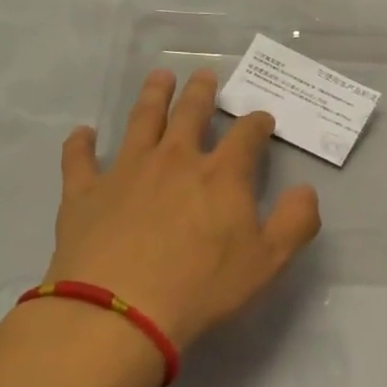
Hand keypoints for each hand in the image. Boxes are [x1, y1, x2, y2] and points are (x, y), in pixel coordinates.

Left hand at [44, 68, 320, 351]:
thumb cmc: (201, 288)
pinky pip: (80, 158)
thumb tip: (306, 190)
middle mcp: (175, 159)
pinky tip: (83, 133)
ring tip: (159, 77)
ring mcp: (126, 171)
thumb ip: (296, 222)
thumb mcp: (268, 262)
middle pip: (189, 113)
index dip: (257, 123)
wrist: (120, 311)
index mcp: (221, 174)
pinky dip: (81, 143)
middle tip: (204, 75)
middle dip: (200, 92)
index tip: (262, 119)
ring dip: (152, 96)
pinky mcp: (85, 192)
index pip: (246, 135)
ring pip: (141, 121)